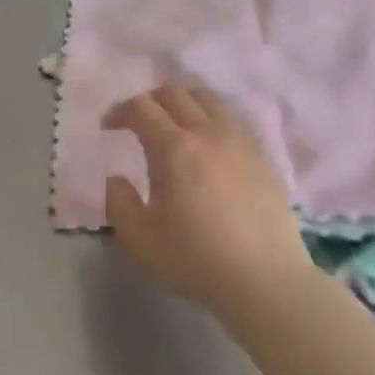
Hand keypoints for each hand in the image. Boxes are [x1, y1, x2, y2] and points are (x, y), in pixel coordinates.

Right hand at [104, 86, 314, 317]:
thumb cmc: (196, 260)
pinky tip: (209, 142)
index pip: (141, 108)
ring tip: (174, 124)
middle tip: (137, 121)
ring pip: (207, 99)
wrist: (265, 280)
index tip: (109, 127)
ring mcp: (239, 140)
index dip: (120, 111)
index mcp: (174, 147)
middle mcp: (207, 132)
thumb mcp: (140, 240)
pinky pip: (231, 118)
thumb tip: (116, 178)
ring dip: (183, 102)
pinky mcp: (262, 154)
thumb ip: (119, 203)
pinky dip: (211, 117)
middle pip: (174, 94)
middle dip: (149, 100)